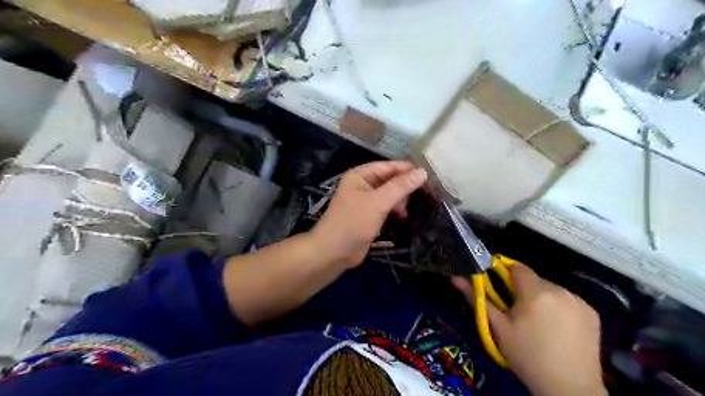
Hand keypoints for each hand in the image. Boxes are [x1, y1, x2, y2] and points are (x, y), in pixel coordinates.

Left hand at [311, 161, 425, 268]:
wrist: (333, 252)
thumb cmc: (353, 222)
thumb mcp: (378, 202)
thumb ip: (400, 187)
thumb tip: (423, 172)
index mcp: (360, 175)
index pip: (388, 166)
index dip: (407, 169)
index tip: (429, 174)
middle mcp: (363, 184)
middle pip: (390, 179)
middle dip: (405, 186)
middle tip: (425, 193)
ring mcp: (366, 201)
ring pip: (390, 194)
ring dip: (401, 199)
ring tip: (413, 208)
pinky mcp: (369, 216)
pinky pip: (387, 207)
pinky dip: (396, 210)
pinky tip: (405, 216)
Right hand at [451, 266, 605, 395]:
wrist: (569, 388)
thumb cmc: (527, 356)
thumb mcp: (497, 328)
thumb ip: (477, 299)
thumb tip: (455, 277)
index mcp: (535, 292)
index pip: (517, 268)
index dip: (507, 276)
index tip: (502, 292)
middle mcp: (560, 289)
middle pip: (534, 279)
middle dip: (524, 291)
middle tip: (519, 314)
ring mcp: (579, 301)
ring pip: (551, 289)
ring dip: (542, 299)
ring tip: (539, 324)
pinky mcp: (593, 312)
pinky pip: (568, 300)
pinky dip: (560, 308)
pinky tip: (558, 329)